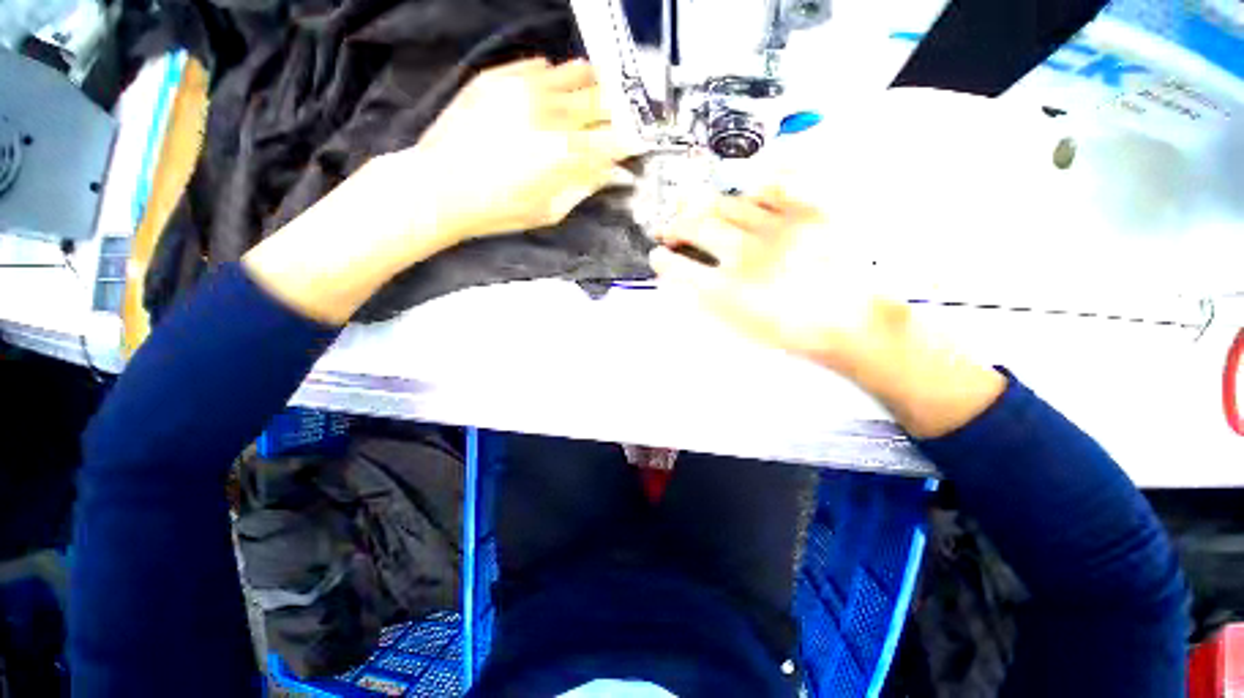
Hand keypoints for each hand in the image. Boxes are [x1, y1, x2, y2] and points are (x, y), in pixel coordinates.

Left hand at [388, 57, 641, 241]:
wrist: (440, 187)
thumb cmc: (498, 210)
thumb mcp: (550, 211)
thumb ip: (585, 187)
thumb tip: (611, 173)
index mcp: (567, 154)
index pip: (616, 139)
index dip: (631, 141)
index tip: (637, 143)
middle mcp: (552, 114)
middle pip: (603, 100)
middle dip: (618, 111)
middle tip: (617, 121)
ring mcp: (525, 88)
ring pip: (578, 73)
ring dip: (591, 88)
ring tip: (590, 103)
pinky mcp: (500, 76)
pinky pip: (542, 66)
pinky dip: (555, 81)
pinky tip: (551, 98)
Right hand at [651, 187, 1004, 437]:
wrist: (854, 322)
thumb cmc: (793, 334)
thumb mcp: (743, 328)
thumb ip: (709, 302)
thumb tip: (684, 279)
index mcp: (731, 290)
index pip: (680, 267)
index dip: (662, 260)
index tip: (656, 256)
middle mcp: (748, 253)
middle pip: (697, 225)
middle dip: (674, 226)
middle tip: (669, 231)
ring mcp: (779, 228)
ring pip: (727, 203)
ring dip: (704, 208)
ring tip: (697, 212)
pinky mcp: (809, 212)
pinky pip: (772, 188)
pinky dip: (751, 192)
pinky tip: (744, 200)